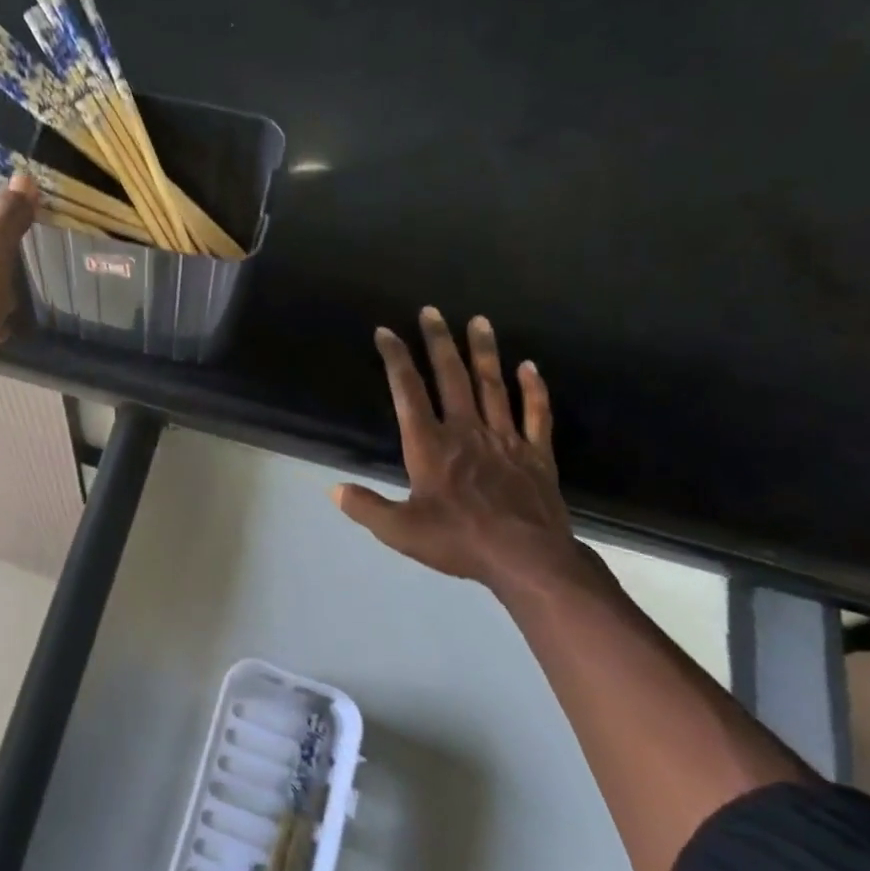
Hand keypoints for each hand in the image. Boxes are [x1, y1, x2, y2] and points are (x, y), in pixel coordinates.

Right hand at [334, 308, 578, 592]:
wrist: (527, 559)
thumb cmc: (459, 541)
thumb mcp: (400, 531)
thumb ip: (366, 507)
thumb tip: (334, 489)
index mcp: (430, 446)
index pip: (408, 392)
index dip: (395, 359)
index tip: (386, 332)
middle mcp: (466, 431)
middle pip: (451, 377)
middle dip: (439, 342)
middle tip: (432, 311)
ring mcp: (504, 438)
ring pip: (493, 385)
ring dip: (484, 352)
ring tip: (479, 321)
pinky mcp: (535, 453)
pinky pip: (535, 413)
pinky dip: (532, 388)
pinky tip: (529, 366)